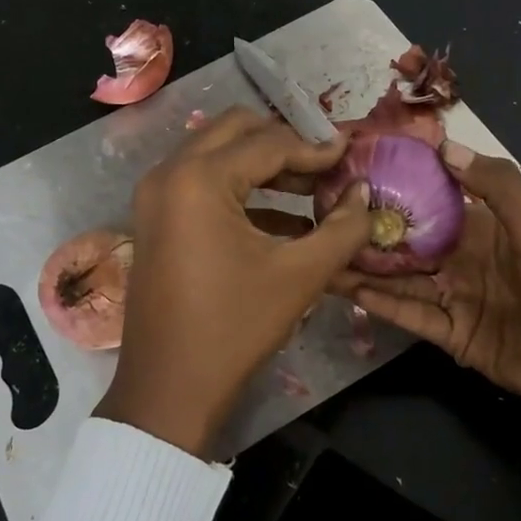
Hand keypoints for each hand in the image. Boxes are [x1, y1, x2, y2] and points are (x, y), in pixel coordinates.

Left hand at [96, 109, 371, 456]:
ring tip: (313, 190)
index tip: (353, 152)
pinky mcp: (155, 222)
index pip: (268, 143)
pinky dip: (241, 192)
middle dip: (285, 143)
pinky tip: (284, 220)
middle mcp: (168, 174)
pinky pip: (201, 186)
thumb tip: (365, 195)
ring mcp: (155, 198)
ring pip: (216, 156)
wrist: (170, 388)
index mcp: (198, 179)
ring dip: (263, 166)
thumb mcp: (300, 276)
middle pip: (235, 132)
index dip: (316, 148)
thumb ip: (342, 228)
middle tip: (328, 164)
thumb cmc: (235, 328)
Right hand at [336, 142, 520, 447]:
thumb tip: (445, 146)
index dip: (399, 185)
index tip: (357, 169)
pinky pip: (409, 313)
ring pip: (400, 278)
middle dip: (370, 230)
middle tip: (321, 214)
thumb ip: (496, 187)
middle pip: (408, 242)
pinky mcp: (450, 334)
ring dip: (364, 267)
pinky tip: (344, 288)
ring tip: (321, 251)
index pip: (433, 200)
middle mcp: (463, 259)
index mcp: (485, 228)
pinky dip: (379, 302)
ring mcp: (455, 298)